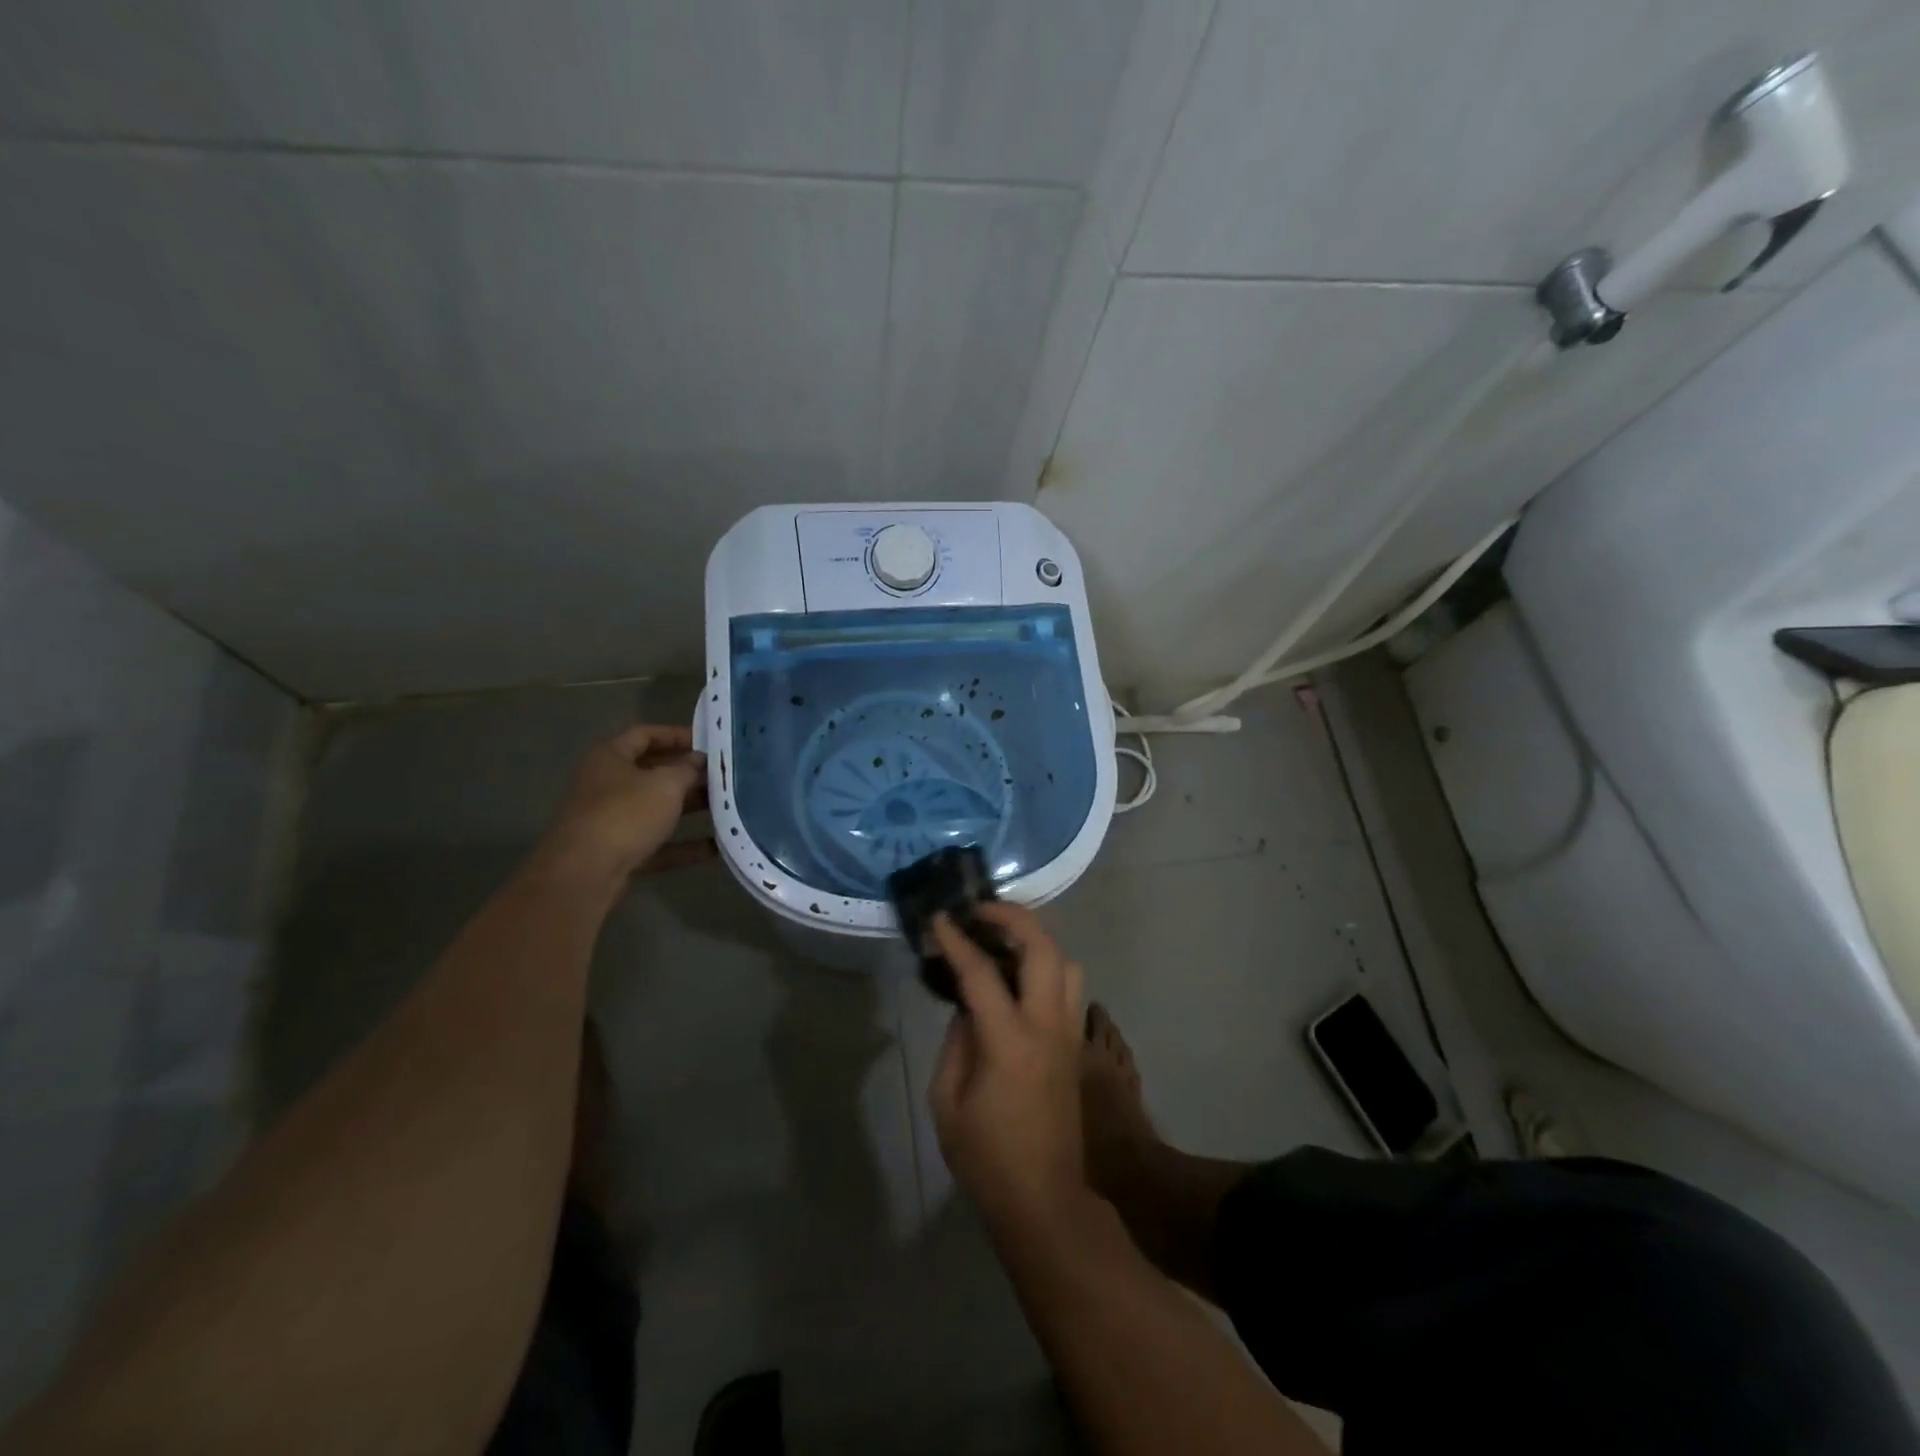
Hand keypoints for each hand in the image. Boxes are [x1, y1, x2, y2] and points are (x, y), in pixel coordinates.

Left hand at [541, 724, 712, 883]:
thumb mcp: (665, 784)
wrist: (586, 873)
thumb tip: (697, 760)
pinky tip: (717, 847)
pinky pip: (658, 843)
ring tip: (727, 806)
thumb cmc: (626, 814)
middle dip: (689, 774)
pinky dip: (684, 844)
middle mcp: (606, 785)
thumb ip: (687, 769)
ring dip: (690, 808)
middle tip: (723, 776)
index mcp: (610, 757)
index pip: (644, 735)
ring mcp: (611, 820)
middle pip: (652, 772)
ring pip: (657, 809)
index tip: (709, 743)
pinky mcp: (619, 853)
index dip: (677, 735)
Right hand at [928, 904, 1088, 1236]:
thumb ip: (955, 1044)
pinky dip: (1046, 967)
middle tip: (980, 911)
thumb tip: (966, 1008)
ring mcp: (1069, 1034)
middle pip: (1043, 949)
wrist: (1045, 1201)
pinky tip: (1018, 980)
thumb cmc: (987, 1158)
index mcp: (1010, 1041)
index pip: (982, 972)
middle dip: (1012, 918)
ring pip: (1066, 963)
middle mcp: (1047, 1026)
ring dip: (1036, 941)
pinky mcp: (1076, 1046)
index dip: (957, 940)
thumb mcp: (948, 1103)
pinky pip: (1069, 988)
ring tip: (1002, 941)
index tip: (939, 919)